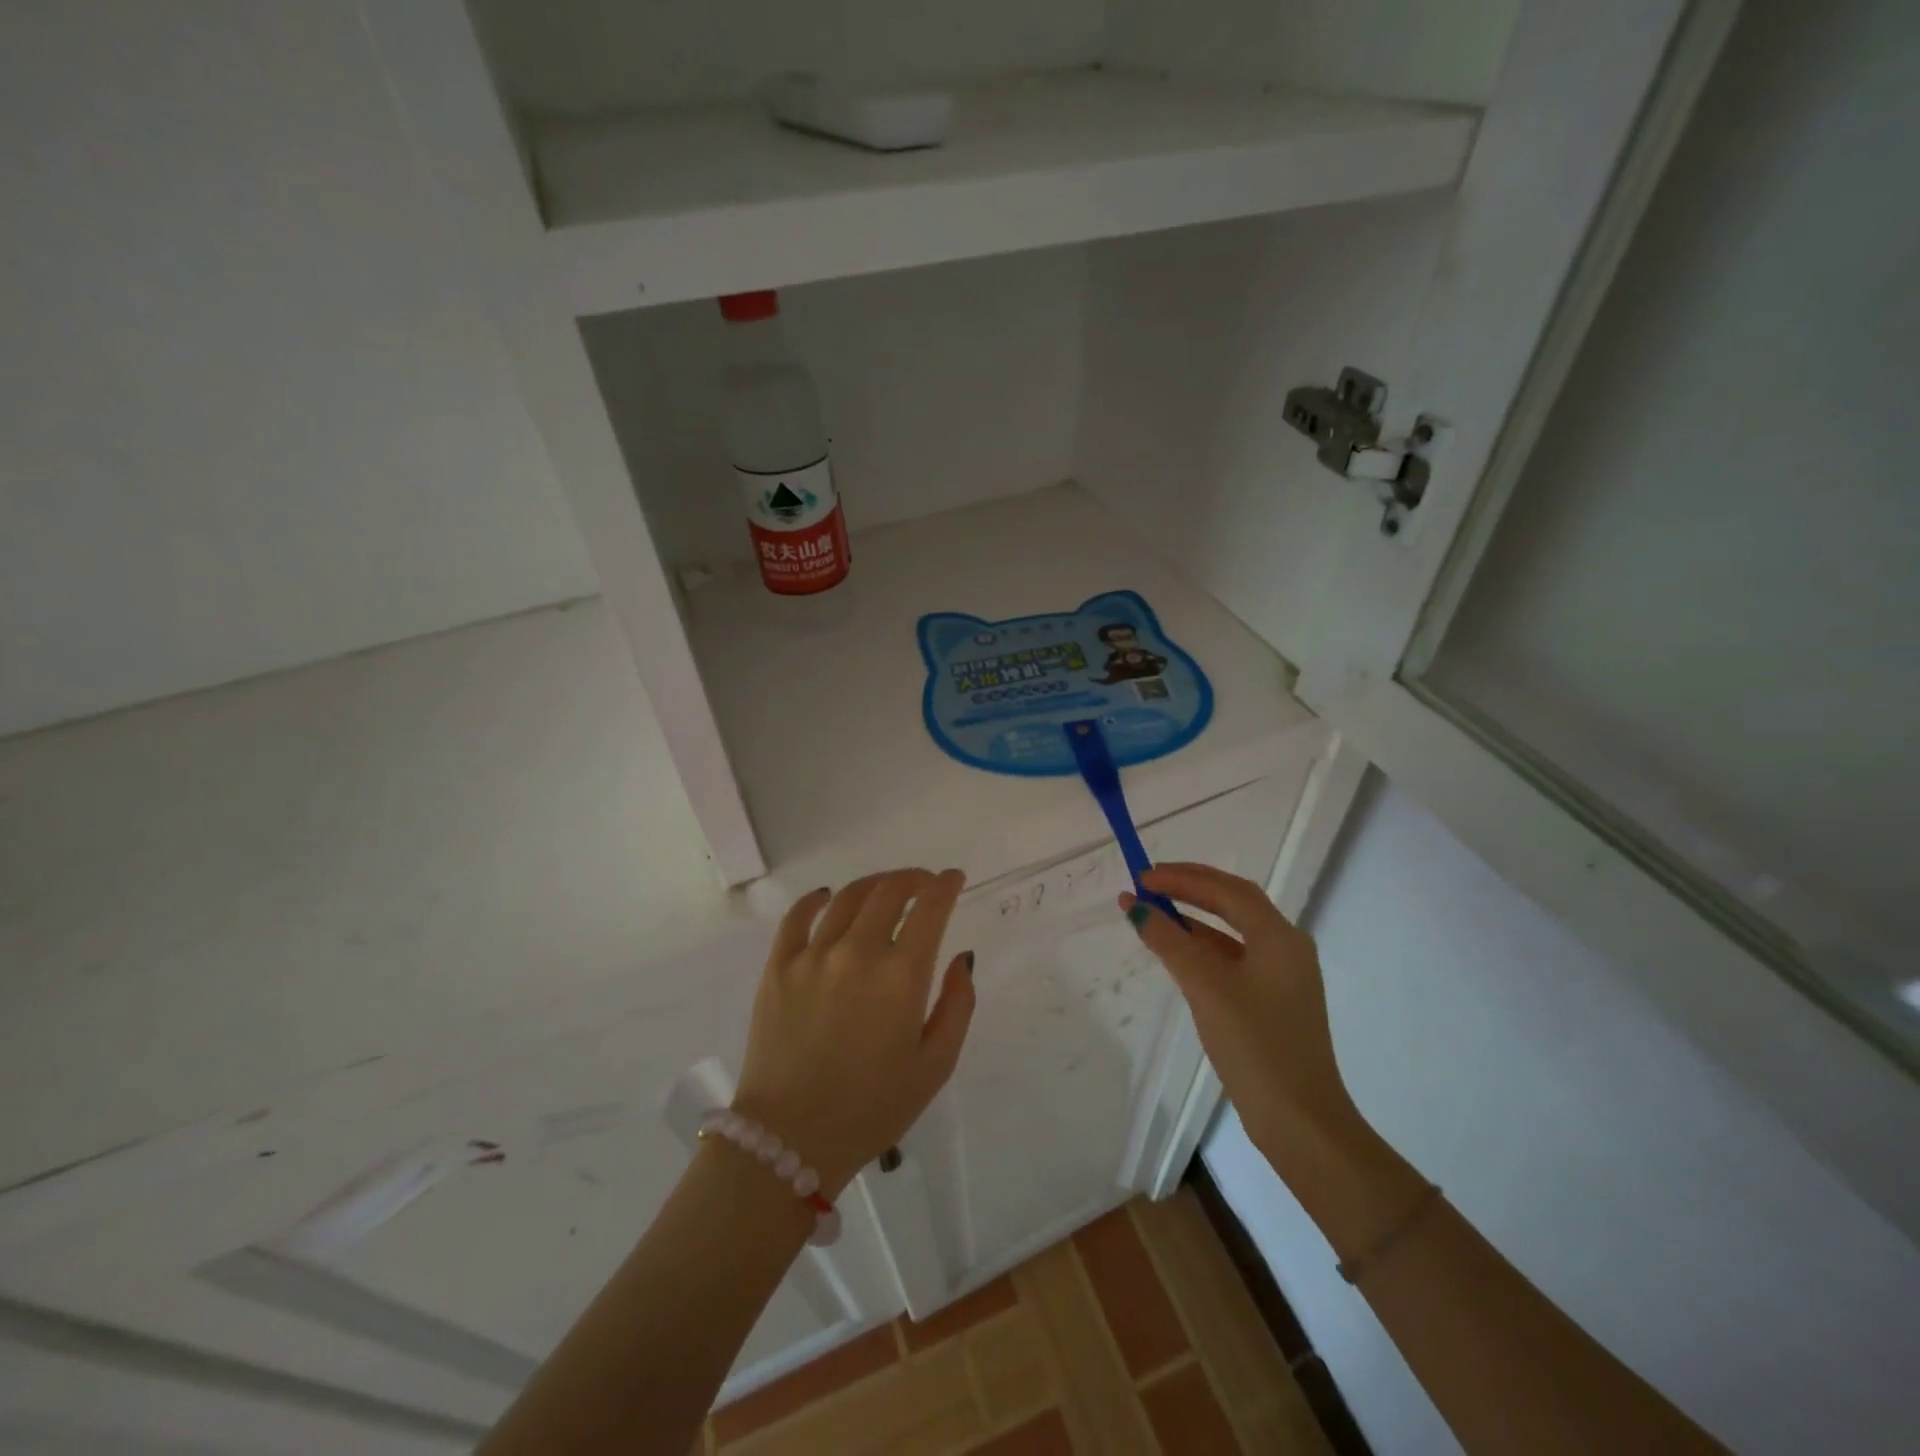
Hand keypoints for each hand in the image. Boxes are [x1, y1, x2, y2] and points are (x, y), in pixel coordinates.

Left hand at [733, 869, 974, 1196]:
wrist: (790, 1140)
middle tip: (924, 884)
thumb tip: (960, 958)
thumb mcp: (935, 1066)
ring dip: (874, 885)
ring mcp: (812, 956)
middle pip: (889, 892)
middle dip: (914, 879)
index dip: (946, 885)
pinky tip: (827, 897)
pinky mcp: (778, 967)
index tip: (953, 878)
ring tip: (885, 890)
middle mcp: (857, 953)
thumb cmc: (872, 1108)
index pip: (930, 908)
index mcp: (900, 976)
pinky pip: (797, 916)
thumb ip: (958, 1005)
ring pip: (847, 897)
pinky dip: (816, 899)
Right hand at [1121, 863, 1359, 1167]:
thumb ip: (1170, 942)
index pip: (1227, 889)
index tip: (1143, 877)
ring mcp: (1283, 977)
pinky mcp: (1274, 1002)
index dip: (1183, 878)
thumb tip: (1137, 906)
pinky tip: (1178, 953)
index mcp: (1279, 937)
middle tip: (1148, 884)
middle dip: (1190, 888)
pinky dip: (1204, 948)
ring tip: (1154, 913)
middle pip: (1234, 902)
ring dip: (1194, 918)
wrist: (1301, 1121)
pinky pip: (1234, 958)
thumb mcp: (1205, 987)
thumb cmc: (1255, 1045)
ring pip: (1233, 931)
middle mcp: (1286, 948)